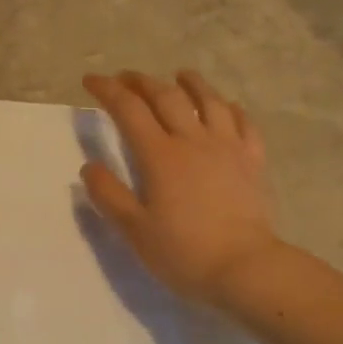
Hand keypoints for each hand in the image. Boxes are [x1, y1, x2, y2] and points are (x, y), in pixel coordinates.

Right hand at [81, 70, 284, 307]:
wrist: (244, 268)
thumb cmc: (183, 252)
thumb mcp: (134, 230)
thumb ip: (109, 195)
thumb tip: (90, 167)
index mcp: (160, 156)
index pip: (128, 110)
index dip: (107, 90)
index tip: (90, 81)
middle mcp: (193, 141)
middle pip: (166, 97)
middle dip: (142, 82)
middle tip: (125, 78)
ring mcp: (228, 148)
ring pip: (209, 101)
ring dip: (191, 83)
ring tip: (179, 75)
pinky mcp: (253, 161)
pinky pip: (243, 123)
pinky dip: (229, 108)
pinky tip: (225, 107)